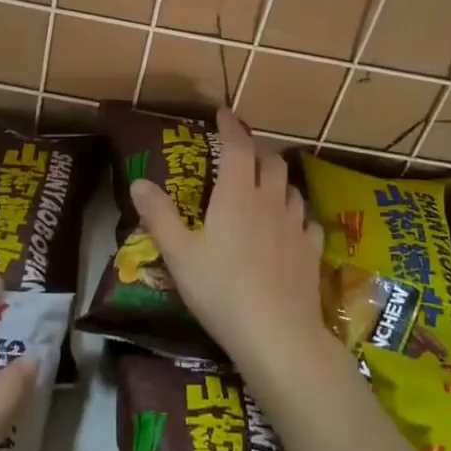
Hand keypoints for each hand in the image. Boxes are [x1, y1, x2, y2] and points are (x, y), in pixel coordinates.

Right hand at [130, 109, 339, 386]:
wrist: (277, 335)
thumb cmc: (221, 290)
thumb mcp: (179, 255)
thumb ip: (159, 216)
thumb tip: (138, 182)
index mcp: (237, 195)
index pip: (237, 147)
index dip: (231, 127)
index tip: (224, 115)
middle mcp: (270, 201)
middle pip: (270, 162)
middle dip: (256, 152)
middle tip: (241, 156)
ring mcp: (296, 226)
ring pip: (292, 188)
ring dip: (278, 181)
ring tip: (266, 189)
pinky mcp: (312, 252)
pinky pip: (308, 221)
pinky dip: (297, 215)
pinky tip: (291, 228)